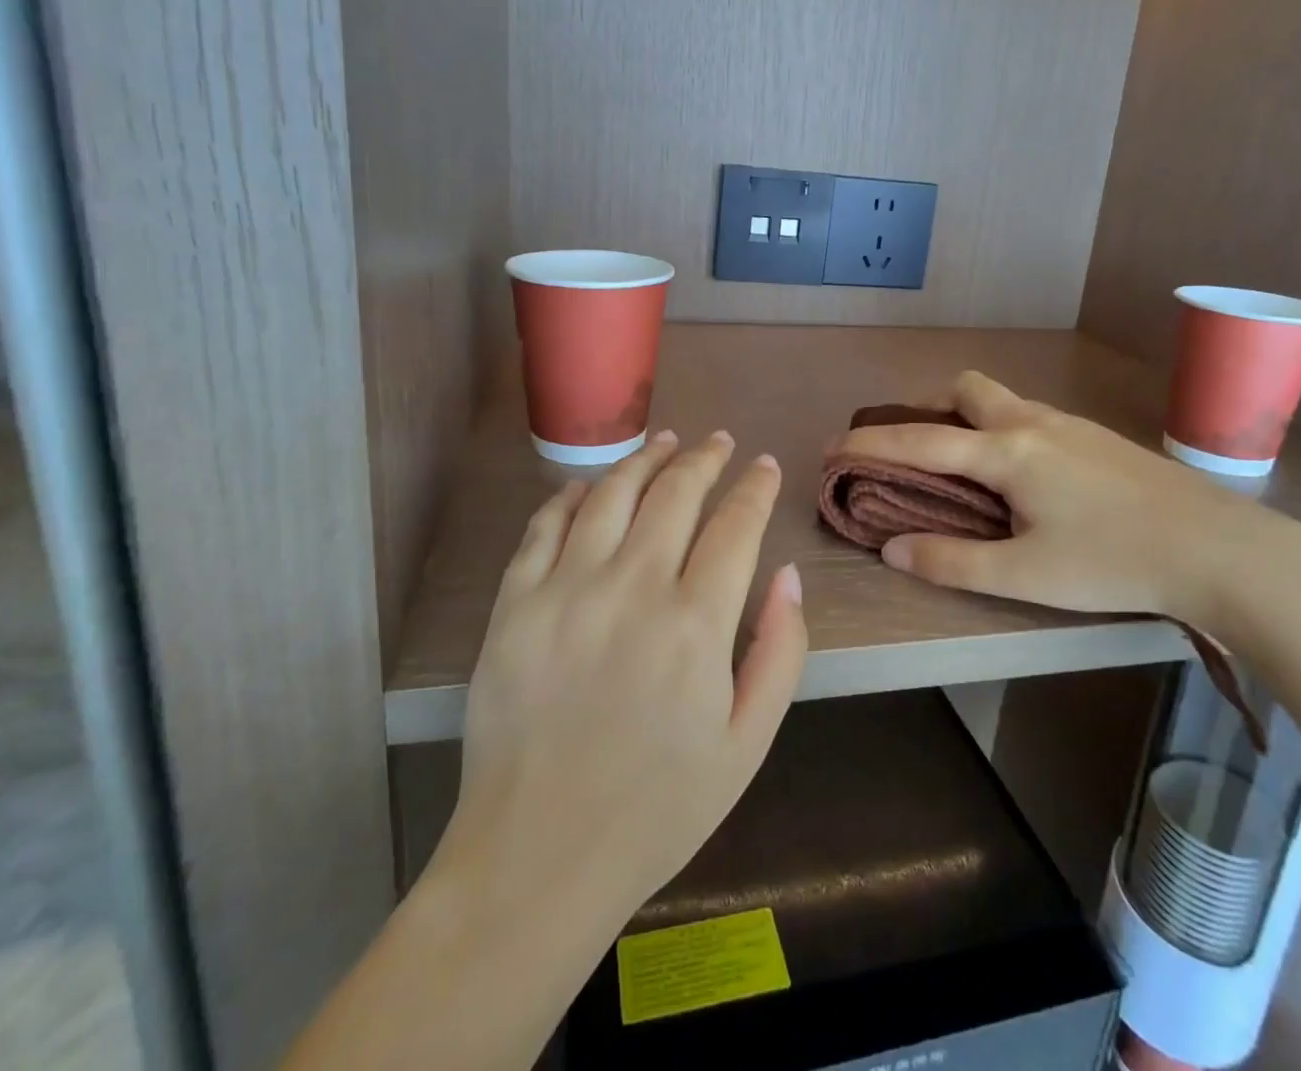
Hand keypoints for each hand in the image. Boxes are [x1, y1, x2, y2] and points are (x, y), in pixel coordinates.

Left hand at [435, 430, 806, 938]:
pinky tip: (589, 486)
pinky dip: (571, 496)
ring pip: (611, 495)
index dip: (756, 488)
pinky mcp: (514, 605)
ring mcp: (565, 591)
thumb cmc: (657, 808)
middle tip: (719, 441)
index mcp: (695, 624)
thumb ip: (780, 652)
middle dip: (705, 459)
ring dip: (645, 460)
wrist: (538, 859)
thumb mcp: (747, 744)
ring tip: (666, 442)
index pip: (735, 525)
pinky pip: (544, 527)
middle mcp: (632, 589)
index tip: (766, 465)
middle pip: (675, 494)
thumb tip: (786, 575)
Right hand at [826, 371, 1300, 632]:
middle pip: (965, 390)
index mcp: (1007, 452)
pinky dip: (1002, 432)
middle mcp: (1032, 423)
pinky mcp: (1096, 437)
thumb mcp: (1026, 574)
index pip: (920, 442)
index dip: (870, 445)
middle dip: (929, 410)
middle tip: (916, 452)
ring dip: (968, 421)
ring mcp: (1069, 424)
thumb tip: (892, 551)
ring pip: (1001, 401)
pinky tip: (1022, 479)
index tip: (832, 448)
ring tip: (964, 470)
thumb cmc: (1115, 561)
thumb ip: (952, 561)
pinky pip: (1030, 417)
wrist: (1221, 549)